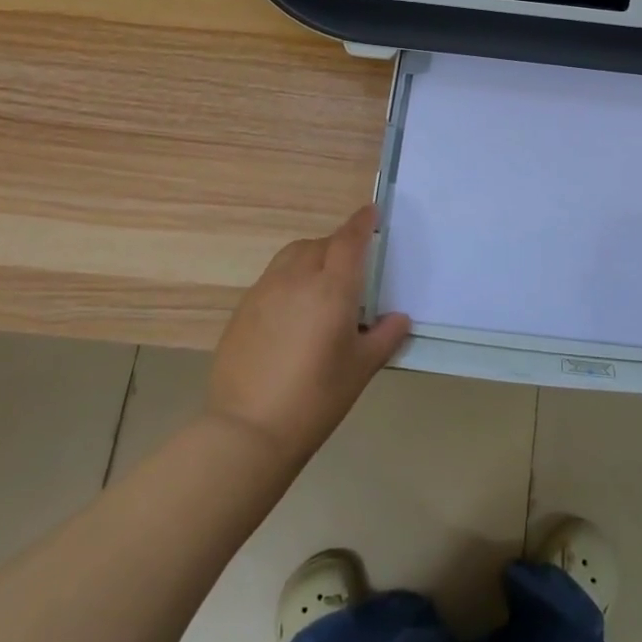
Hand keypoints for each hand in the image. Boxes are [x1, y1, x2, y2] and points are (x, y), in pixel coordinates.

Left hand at [205, 206, 410, 468]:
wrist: (248, 429)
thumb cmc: (317, 397)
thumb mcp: (362, 368)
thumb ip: (385, 336)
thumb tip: (399, 318)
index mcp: (331, 288)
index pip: (349, 240)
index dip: (362, 222)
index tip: (372, 212)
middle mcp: (296, 279)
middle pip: (320, 244)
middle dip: (338, 245)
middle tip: (352, 266)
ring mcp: (264, 292)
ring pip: (292, 256)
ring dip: (311, 257)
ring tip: (321, 284)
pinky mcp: (242, 310)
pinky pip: (272, 279)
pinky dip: (289, 280)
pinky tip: (293, 312)